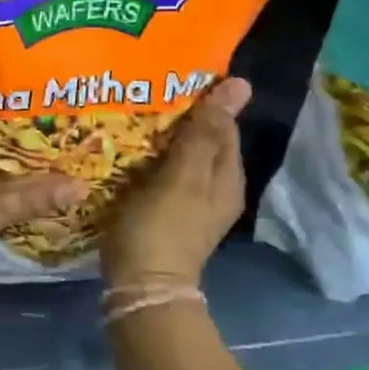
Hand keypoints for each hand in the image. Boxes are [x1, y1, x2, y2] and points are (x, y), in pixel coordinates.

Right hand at [101, 77, 250, 294]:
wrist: (140, 289)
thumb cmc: (162, 227)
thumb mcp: (184, 176)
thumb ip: (206, 131)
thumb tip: (241, 84)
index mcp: (227, 177)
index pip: (222, 124)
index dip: (200, 100)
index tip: (167, 80)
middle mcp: (215, 188)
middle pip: (201, 139)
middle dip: (177, 116)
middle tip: (142, 94)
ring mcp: (190, 203)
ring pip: (180, 155)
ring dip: (160, 137)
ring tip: (131, 113)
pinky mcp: (166, 213)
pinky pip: (162, 173)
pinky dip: (148, 159)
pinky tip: (127, 149)